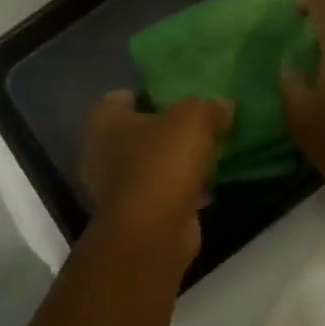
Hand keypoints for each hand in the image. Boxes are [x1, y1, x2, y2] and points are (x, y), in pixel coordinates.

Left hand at [81, 91, 232, 257]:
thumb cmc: (162, 162)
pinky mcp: (135, 215)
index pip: (119, 98)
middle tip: (195, 125)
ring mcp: (115, 188)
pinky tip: (206, 189)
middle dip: (163, 130)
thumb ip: (209, 107)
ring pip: (149, 165)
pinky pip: (160, 193)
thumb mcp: (194, 119)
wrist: (153, 231)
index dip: (146, 94)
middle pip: (135, 133)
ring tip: (206, 156)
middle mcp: (100, 153)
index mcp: (103, 122)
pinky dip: (179, 191)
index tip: (174, 97)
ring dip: (173, 163)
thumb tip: (224, 105)